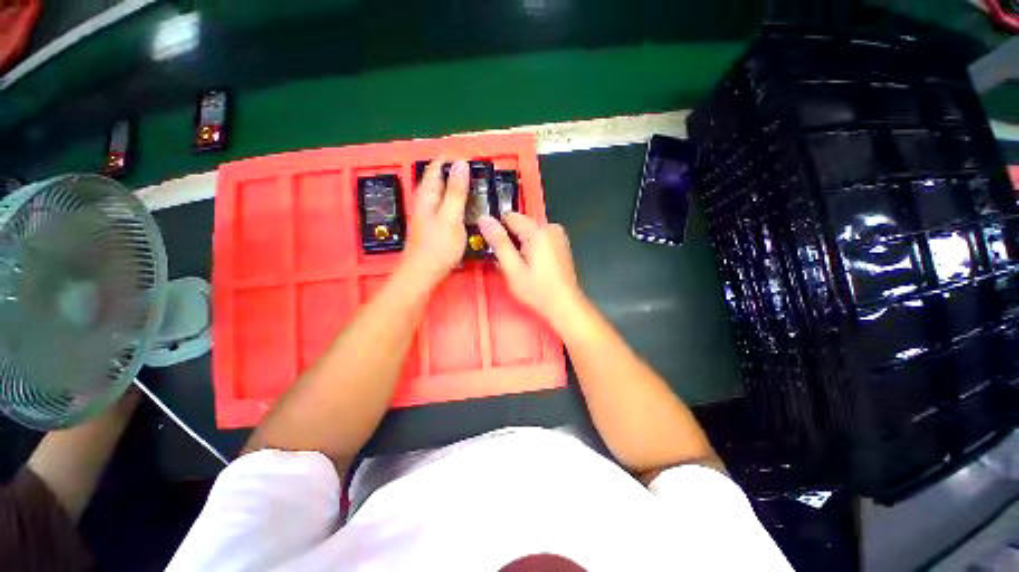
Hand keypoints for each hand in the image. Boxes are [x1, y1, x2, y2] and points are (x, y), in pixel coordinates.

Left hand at [401, 159, 468, 287]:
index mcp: (426, 193)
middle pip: (440, 177)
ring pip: (443, 191)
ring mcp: (428, 212)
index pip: (438, 165)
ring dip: (458, 187)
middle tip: (479, 174)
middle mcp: (424, 199)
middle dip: (458, 172)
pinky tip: (467, 208)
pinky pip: (446, 204)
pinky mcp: (433, 223)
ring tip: (477, 188)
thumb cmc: (438, 246)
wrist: (424, 272)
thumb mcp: (450, 217)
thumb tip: (460, 163)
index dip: (454, 158)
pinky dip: (457, 201)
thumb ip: (456, 191)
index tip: (473, 158)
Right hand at [478, 212, 584, 326]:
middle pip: (520, 224)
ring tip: (520, 266)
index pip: (509, 216)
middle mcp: (550, 227)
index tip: (494, 248)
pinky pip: (539, 238)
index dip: (498, 230)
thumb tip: (484, 218)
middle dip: (510, 239)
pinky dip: (531, 247)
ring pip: (529, 232)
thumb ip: (499, 243)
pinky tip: (532, 265)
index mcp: (538, 231)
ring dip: (520, 245)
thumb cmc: (538, 290)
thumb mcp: (513, 269)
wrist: (565, 305)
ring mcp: (558, 235)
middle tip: (508, 262)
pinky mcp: (561, 243)